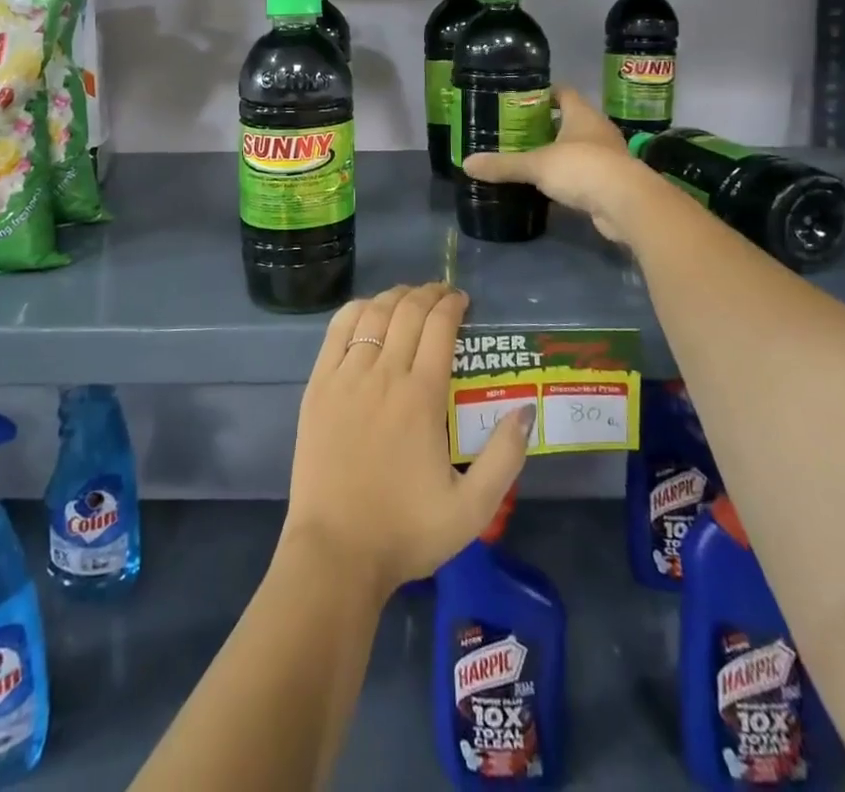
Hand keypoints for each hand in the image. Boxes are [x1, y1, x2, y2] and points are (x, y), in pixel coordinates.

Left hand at [282, 282, 532, 600]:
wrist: (335, 552)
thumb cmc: (406, 531)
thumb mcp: (473, 509)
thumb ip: (505, 456)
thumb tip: (526, 409)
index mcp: (421, 397)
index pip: (439, 327)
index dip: (453, 304)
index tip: (463, 301)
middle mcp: (383, 374)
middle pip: (408, 312)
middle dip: (429, 294)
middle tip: (442, 294)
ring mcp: (346, 376)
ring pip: (373, 314)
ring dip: (395, 297)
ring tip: (410, 297)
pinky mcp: (318, 385)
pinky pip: (337, 330)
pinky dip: (357, 310)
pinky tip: (368, 309)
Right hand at [463, 86, 659, 244]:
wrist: (627, 205)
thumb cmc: (583, 168)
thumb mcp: (537, 165)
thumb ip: (504, 164)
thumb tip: (467, 164)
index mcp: (583, 115)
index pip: (564, 92)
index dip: (544, 92)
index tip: (521, 98)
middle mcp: (598, 131)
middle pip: (569, 120)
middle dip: (545, 125)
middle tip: (516, 130)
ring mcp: (607, 157)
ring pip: (577, 148)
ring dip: (557, 152)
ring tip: (528, 157)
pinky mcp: (609, 183)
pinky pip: (583, 174)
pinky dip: (567, 177)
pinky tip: (548, 185)